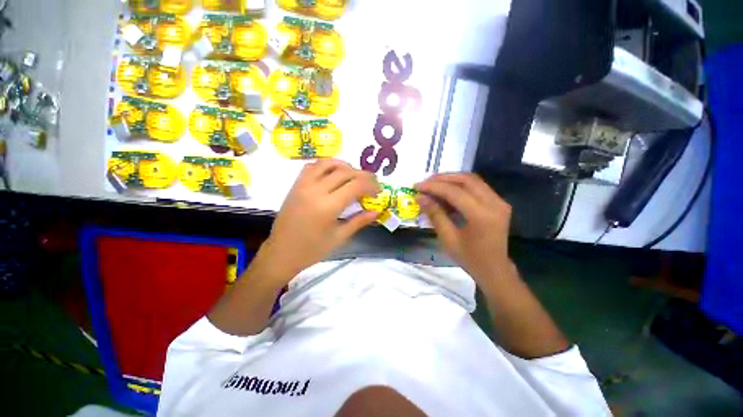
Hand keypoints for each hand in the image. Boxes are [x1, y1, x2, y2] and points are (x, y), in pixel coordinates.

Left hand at [259, 159, 379, 281]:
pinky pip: (312, 166)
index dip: (371, 185)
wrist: (281, 253)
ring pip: (328, 163)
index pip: (356, 185)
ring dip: (346, 166)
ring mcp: (303, 185)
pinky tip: (334, 173)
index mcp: (328, 206)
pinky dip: (327, 165)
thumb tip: (377, 211)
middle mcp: (315, 190)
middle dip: (363, 175)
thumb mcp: (340, 237)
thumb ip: (360, 221)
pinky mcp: (296, 185)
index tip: (379, 191)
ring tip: (355, 175)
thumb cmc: (312, 250)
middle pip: (345, 172)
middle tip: (372, 183)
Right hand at [415, 173, 512, 283]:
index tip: (417, 186)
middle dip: (442, 178)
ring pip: (472, 180)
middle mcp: (494, 203)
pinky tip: (447, 191)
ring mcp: (499, 201)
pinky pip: (477, 186)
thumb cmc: (470, 258)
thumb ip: (435, 214)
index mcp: (481, 216)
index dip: (433, 187)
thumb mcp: (448, 238)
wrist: (495, 269)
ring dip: (451, 179)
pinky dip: (460, 185)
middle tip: (424, 182)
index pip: (454, 192)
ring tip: (433, 184)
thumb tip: (420, 197)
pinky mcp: (499, 202)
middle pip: (466, 180)